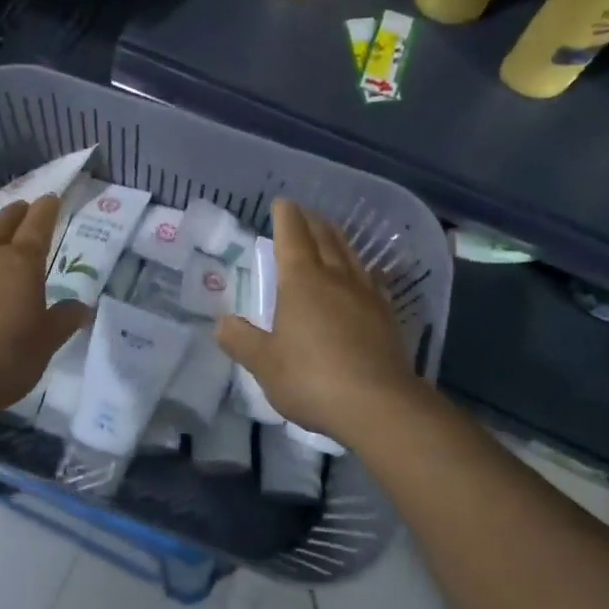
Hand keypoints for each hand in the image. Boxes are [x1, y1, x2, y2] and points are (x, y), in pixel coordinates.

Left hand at [0, 195, 88, 418]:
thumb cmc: (0, 361)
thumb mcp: (44, 345)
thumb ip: (63, 320)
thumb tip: (82, 307)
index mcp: (22, 262)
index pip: (39, 223)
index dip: (47, 208)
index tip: (52, 199)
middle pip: (4, 219)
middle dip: (18, 212)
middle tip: (25, 210)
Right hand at [216, 198, 419, 443]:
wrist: (379, 405)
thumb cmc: (312, 378)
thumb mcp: (265, 364)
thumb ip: (242, 341)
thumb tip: (221, 323)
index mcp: (301, 281)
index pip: (292, 236)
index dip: (286, 217)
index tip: (282, 203)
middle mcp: (335, 278)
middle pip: (324, 239)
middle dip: (312, 222)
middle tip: (304, 212)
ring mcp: (365, 296)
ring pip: (350, 255)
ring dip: (338, 239)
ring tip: (331, 232)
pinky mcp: (387, 317)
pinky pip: (373, 281)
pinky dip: (363, 269)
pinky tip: (367, 275)